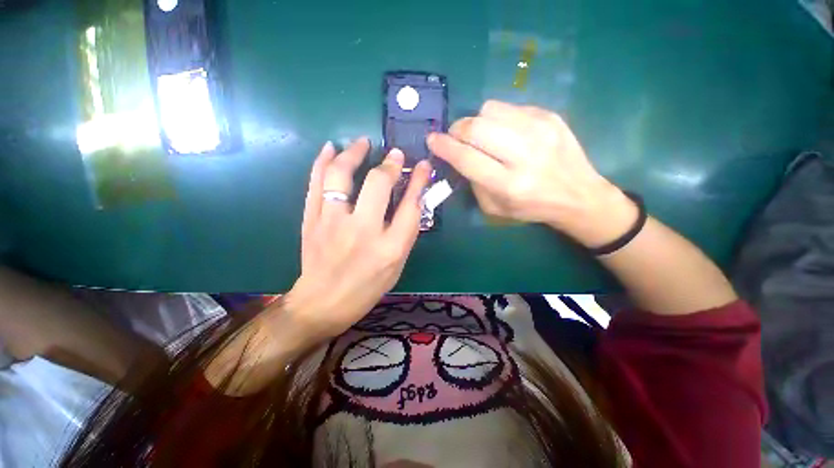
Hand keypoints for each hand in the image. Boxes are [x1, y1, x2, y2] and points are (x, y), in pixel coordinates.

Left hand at [284, 138, 431, 341]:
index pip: (410, 205)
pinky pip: (314, 184)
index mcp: (390, 249)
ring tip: (362, 142)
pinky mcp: (310, 221)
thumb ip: (405, 233)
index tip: (422, 164)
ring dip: (354, 153)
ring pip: (341, 177)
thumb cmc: (367, 289)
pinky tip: (331, 148)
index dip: (418, 180)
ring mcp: (332, 224)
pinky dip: (322, 162)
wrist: (322, 304)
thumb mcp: (397, 266)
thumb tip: (412, 199)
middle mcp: (362, 232)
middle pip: (378, 185)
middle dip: (390, 164)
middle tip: (395, 154)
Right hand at [426, 100, 636, 247]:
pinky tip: (506, 132)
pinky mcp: (551, 117)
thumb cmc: (531, 207)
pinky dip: (499, 119)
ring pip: (490, 110)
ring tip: (482, 135)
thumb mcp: (494, 208)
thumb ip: (473, 182)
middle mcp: (524, 155)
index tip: (433, 140)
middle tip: (456, 137)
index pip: (467, 158)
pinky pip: (510, 107)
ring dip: (477, 122)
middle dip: (458, 130)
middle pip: (477, 127)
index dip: (444, 146)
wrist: (578, 195)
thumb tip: (459, 156)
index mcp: (509, 185)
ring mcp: (540, 131)